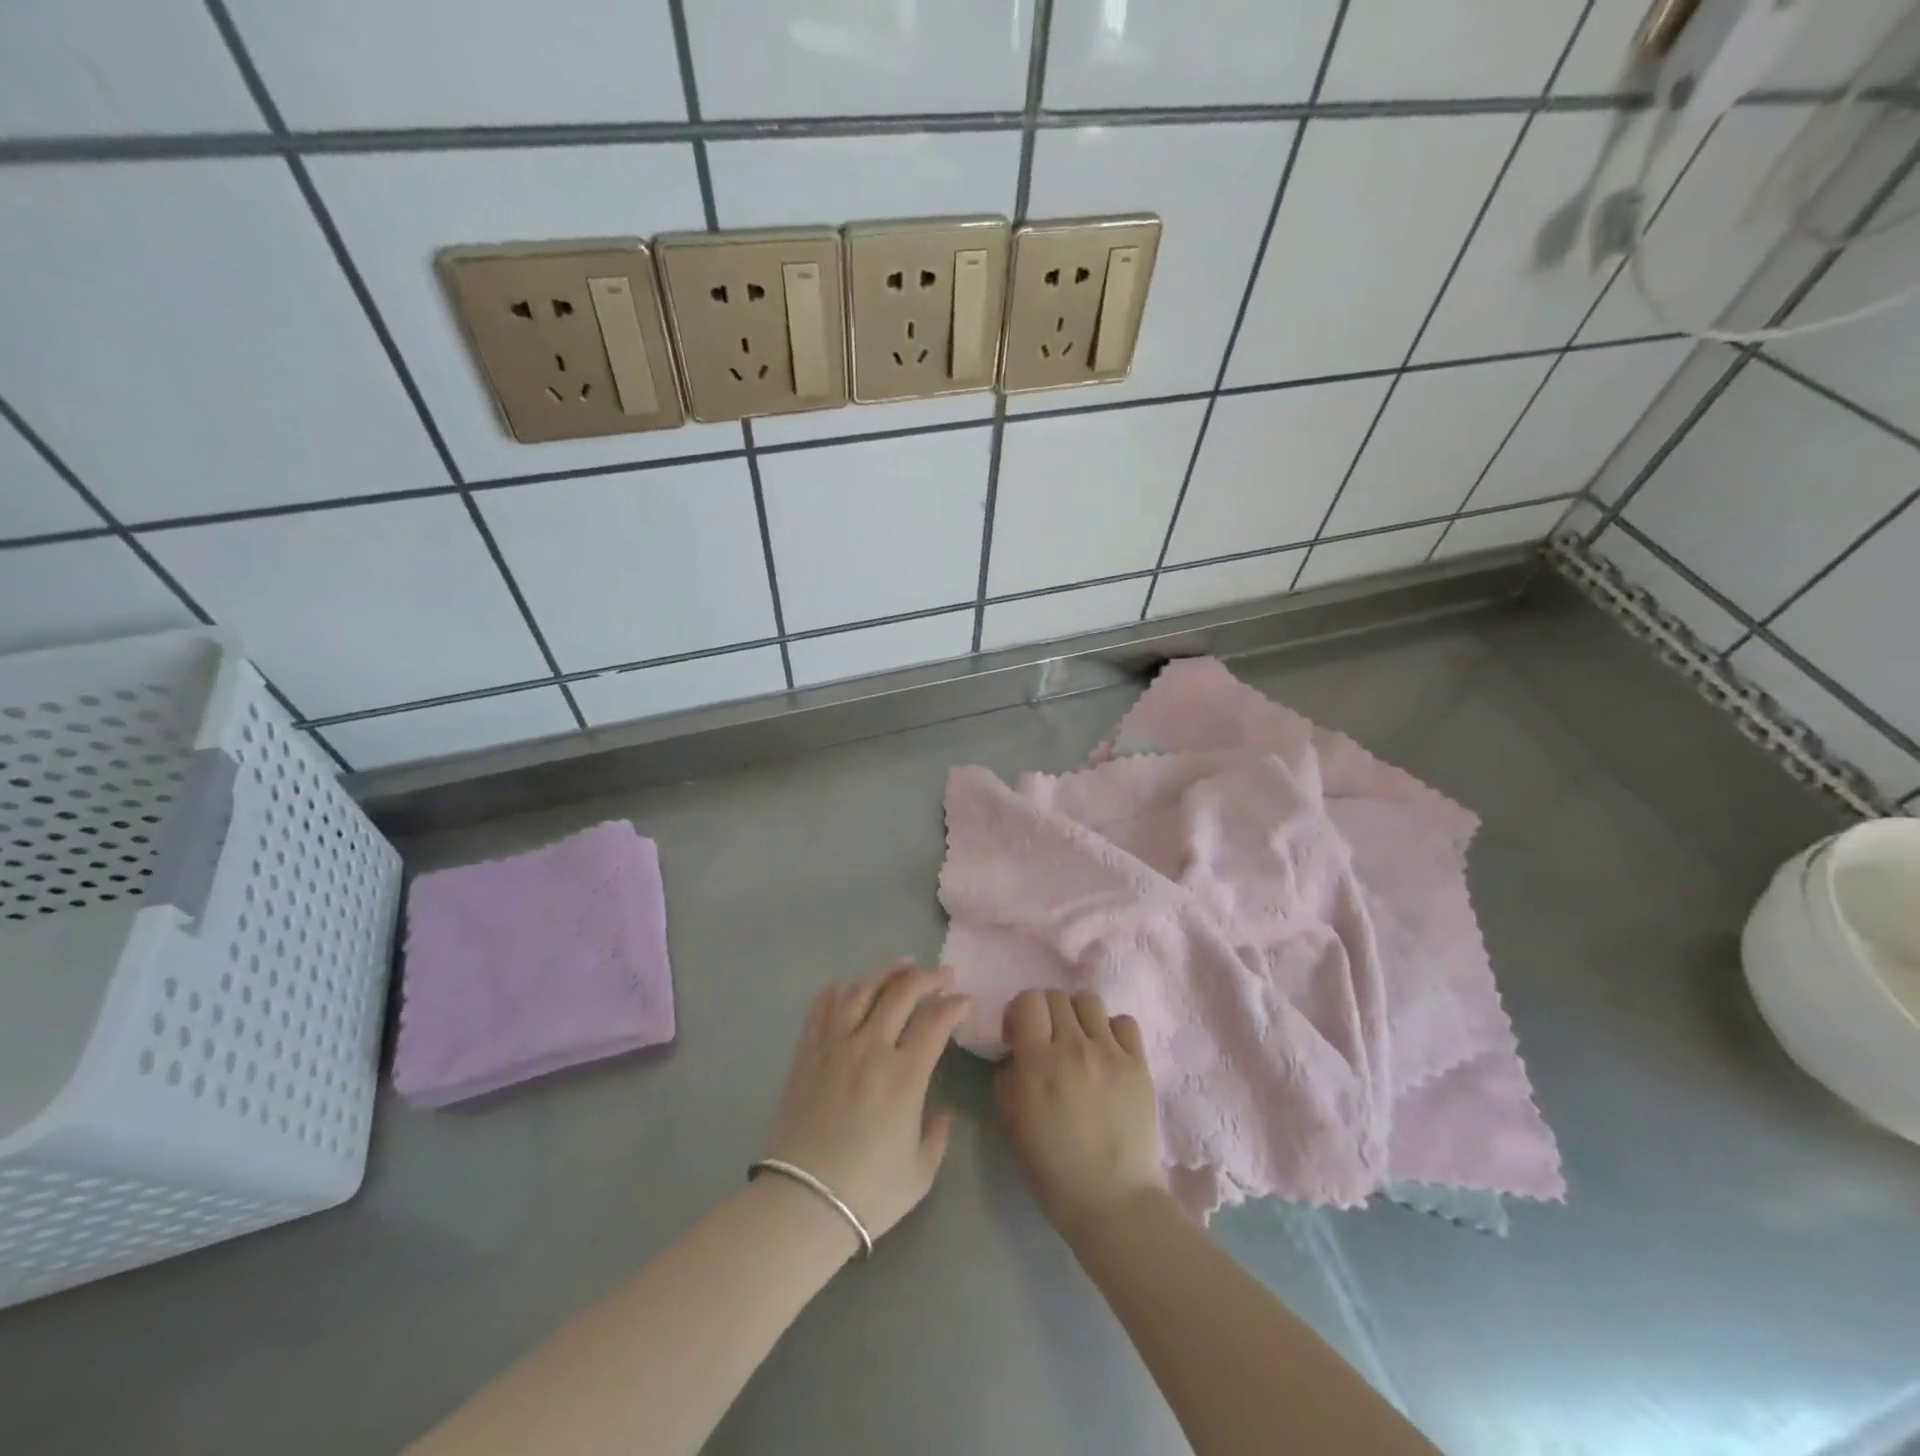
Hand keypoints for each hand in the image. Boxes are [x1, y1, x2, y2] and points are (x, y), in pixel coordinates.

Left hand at [763, 960, 968, 1248]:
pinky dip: (832, 994)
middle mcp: (871, 1049)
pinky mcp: (806, 1056)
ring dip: (884, 974)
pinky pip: (820, 1013)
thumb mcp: (920, 1173)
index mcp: (905, 1075)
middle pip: (901, 994)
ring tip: (901, 965)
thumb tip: (942, 1112)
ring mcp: (835, 1048)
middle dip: (926, 978)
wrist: (801, 1205)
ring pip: (861, 992)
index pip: (936, 1021)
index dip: (955, 1005)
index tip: (964, 1002)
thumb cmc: (868, 1194)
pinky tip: (841, 985)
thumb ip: (937, 1136)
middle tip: (941, 975)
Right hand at [994, 989, 1165, 1235]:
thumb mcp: (1012, 1126)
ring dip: (1077, 1014)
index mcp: (1039, 1063)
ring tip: (1078, 1040)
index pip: (1028, 1000)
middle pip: (1056, 995)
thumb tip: (1015, 1057)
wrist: (1114, 1201)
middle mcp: (1074, 1047)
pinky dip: (1111, 1029)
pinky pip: (1124, 1021)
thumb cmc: (1054, 1171)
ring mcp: (1110, 1052)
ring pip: (1089, 1001)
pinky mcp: (1138, 1063)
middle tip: (1046, 1039)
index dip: (1020, 1012)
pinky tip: (1107, 1052)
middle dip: (1045, 1012)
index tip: (1019, 1036)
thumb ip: (1007, 1081)